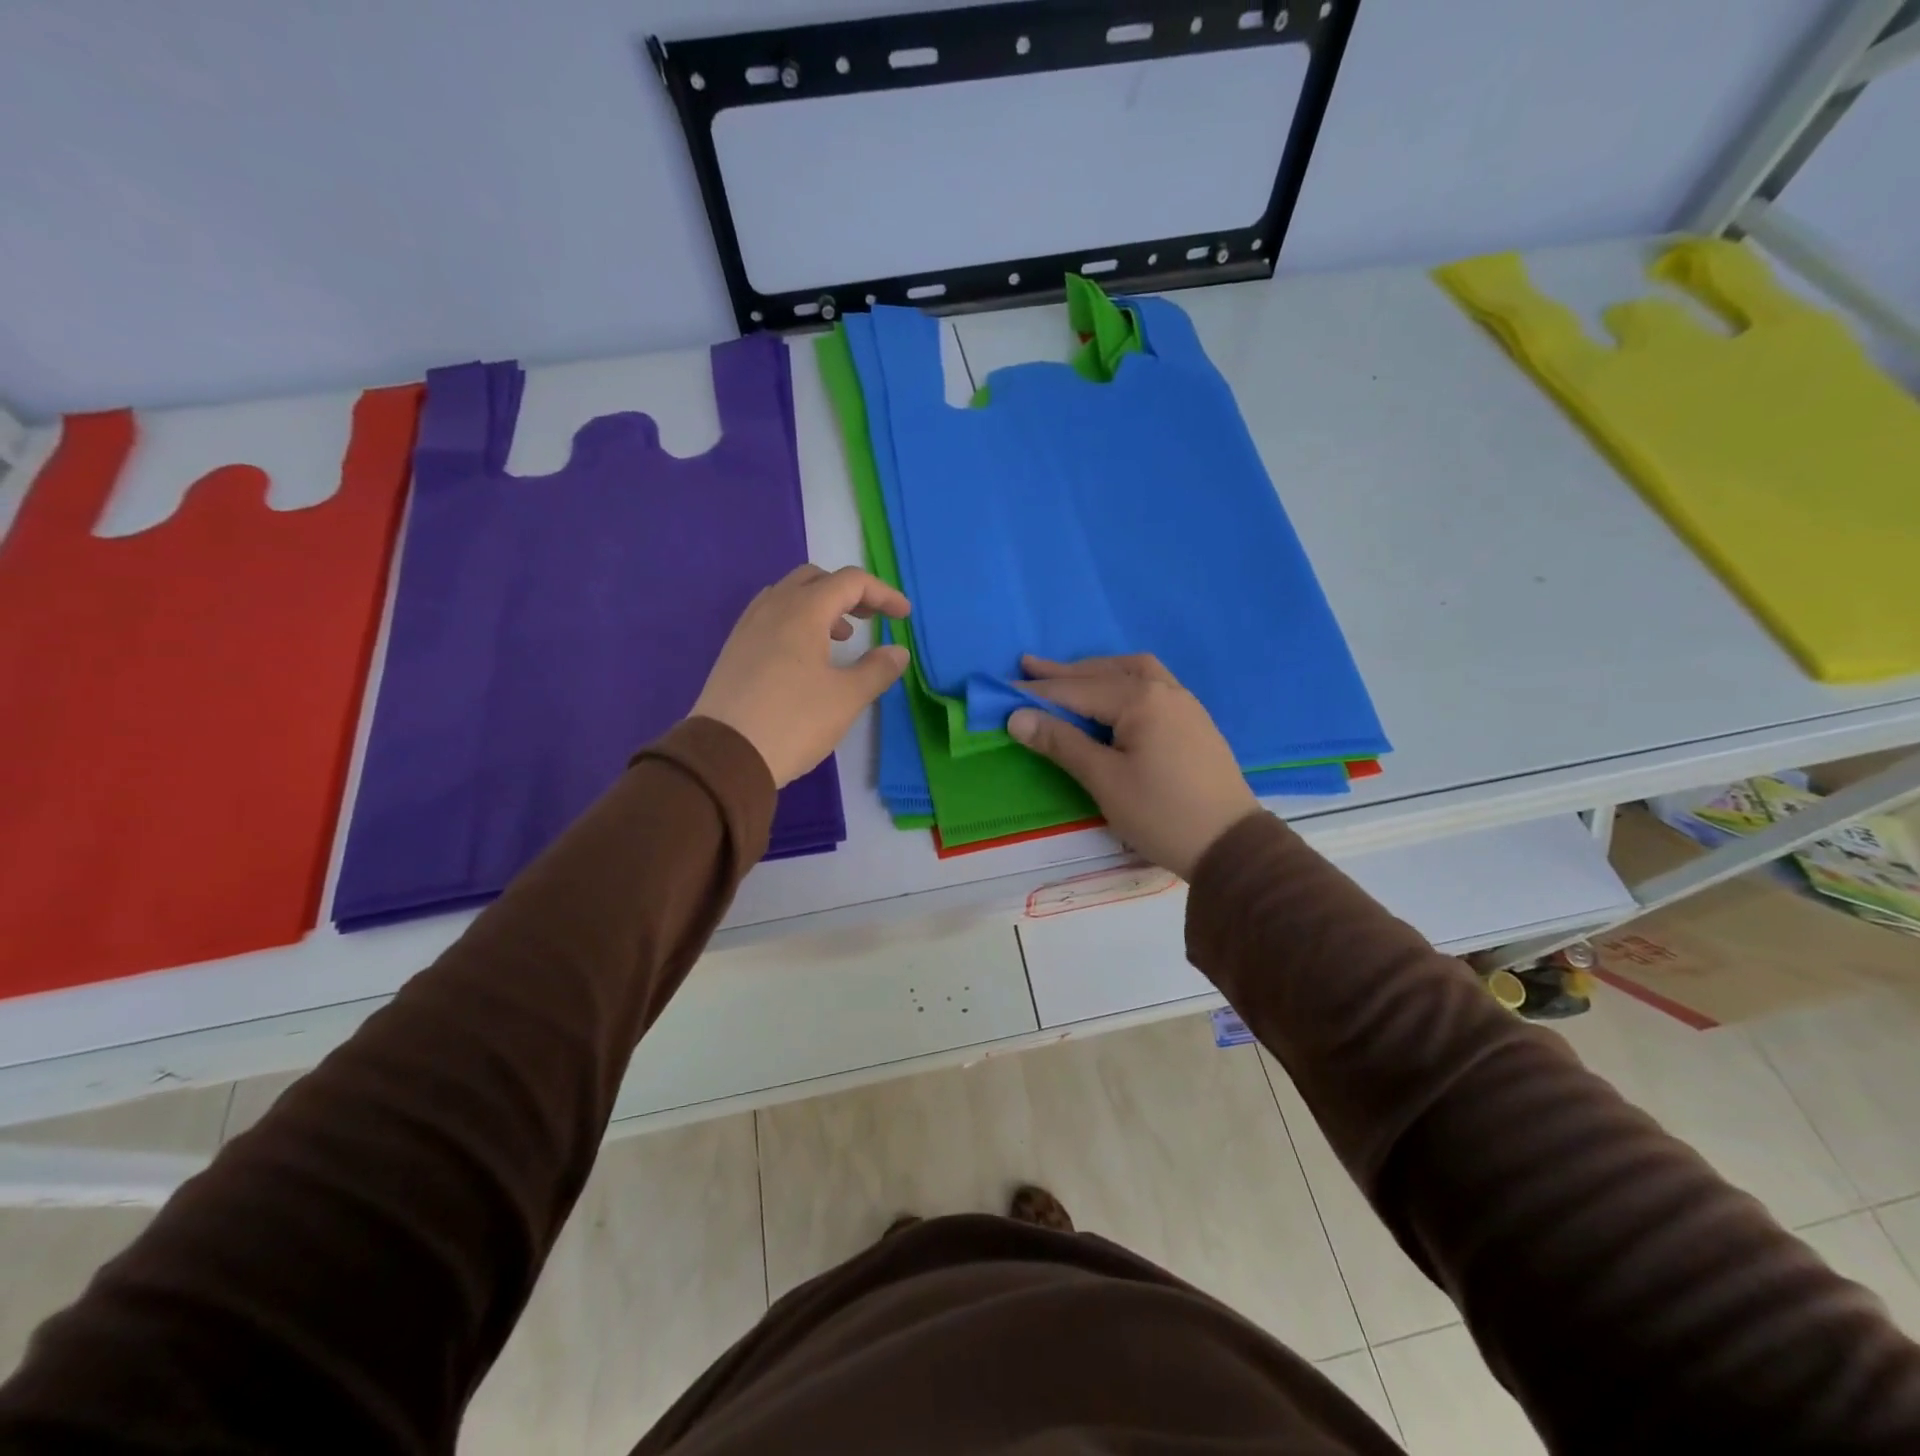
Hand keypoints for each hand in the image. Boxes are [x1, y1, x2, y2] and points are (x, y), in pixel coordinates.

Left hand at [693, 564, 909, 786]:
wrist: (725, 755)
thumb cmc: (793, 721)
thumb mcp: (846, 698)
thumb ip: (877, 670)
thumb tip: (897, 651)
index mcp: (803, 611)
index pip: (850, 582)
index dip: (883, 593)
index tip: (903, 616)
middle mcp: (773, 607)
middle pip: (815, 579)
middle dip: (849, 593)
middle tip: (870, 619)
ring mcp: (748, 626)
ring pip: (789, 595)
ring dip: (820, 605)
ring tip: (839, 638)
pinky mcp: (734, 649)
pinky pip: (770, 616)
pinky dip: (796, 621)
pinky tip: (804, 656)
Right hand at [1008, 655, 1259, 879]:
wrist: (1231, 845)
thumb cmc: (1161, 814)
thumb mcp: (1104, 780)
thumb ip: (1061, 742)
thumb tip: (1017, 717)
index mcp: (1141, 700)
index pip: (1077, 690)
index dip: (1037, 691)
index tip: (1002, 690)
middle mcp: (1164, 690)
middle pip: (1104, 673)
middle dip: (1064, 673)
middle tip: (1026, 666)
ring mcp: (1184, 702)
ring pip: (1133, 672)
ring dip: (1097, 670)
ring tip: (1069, 675)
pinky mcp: (1194, 720)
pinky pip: (1151, 683)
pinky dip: (1122, 680)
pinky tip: (1113, 694)